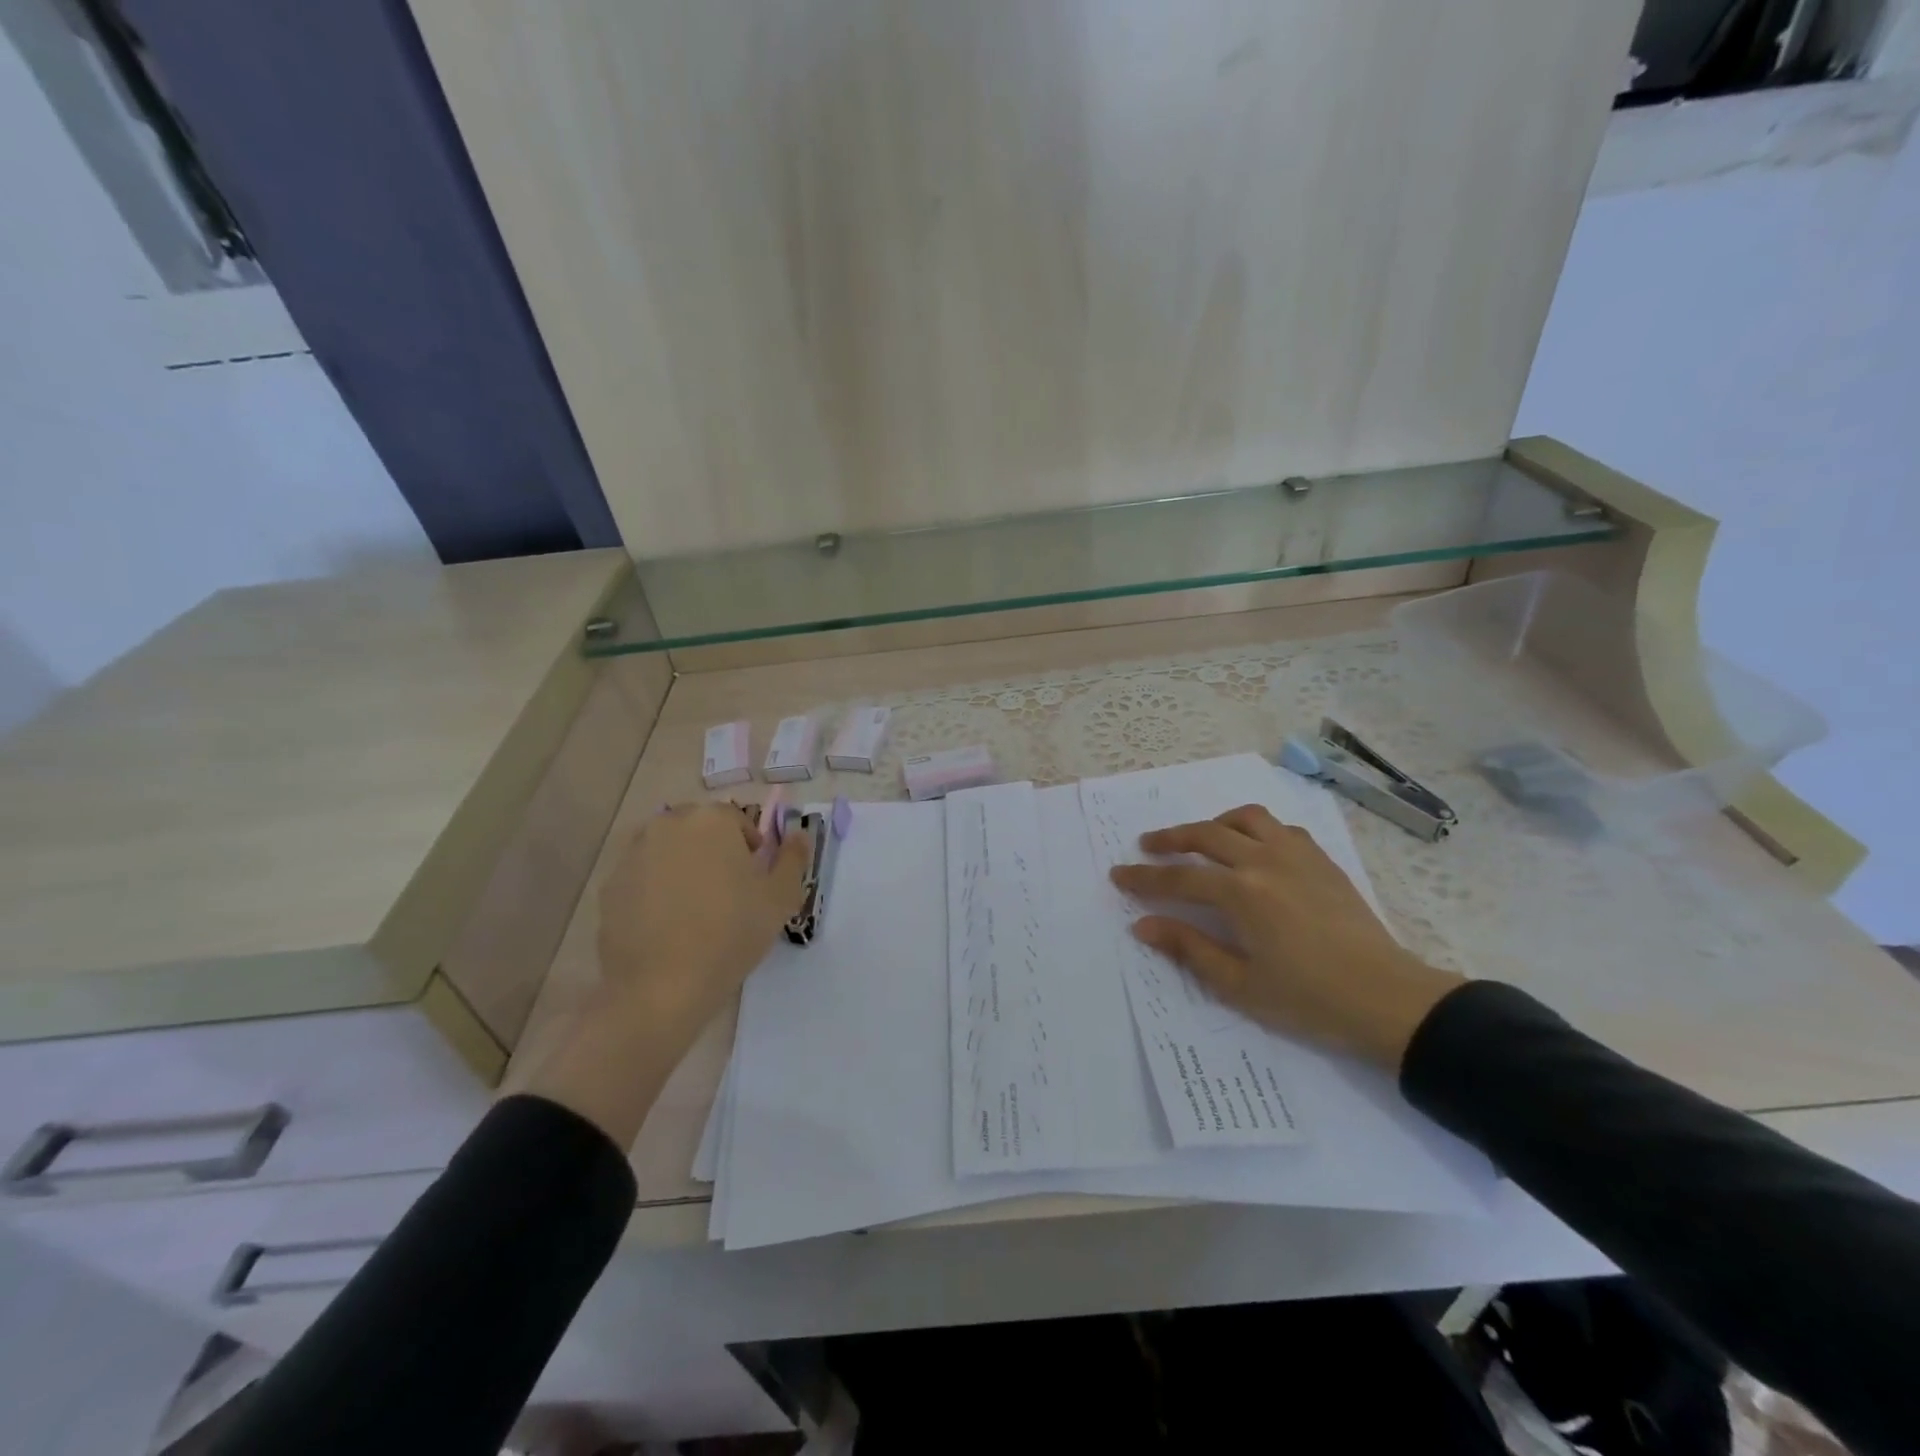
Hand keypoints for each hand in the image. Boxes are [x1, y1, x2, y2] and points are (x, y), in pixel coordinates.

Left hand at [524, 802, 807, 1148]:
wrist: (661, 987)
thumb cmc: (731, 934)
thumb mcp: (780, 897)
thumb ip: (793, 858)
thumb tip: (799, 834)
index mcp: (712, 820)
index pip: (737, 820)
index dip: (750, 849)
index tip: (754, 881)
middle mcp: (668, 824)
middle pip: (699, 829)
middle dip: (714, 852)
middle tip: (727, 893)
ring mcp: (633, 853)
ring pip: (668, 850)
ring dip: (683, 867)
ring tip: (695, 909)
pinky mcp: (610, 885)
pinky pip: (642, 876)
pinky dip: (655, 889)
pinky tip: (666, 925)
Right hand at [1109, 804, 1463, 1069]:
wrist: (1388, 998)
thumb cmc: (1309, 999)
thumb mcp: (1239, 984)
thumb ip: (1188, 948)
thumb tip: (1143, 925)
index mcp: (1242, 894)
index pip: (1179, 879)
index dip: (1144, 878)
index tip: (1118, 874)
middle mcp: (1265, 862)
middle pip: (1206, 835)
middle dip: (1170, 839)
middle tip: (1148, 846)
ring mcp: (1297, 856)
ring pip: (1246, 818)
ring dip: (1215, 824)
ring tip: (1201, 839)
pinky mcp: (1322, 860)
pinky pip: (1281, 828)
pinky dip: (1256, 829)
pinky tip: (1254, 849)